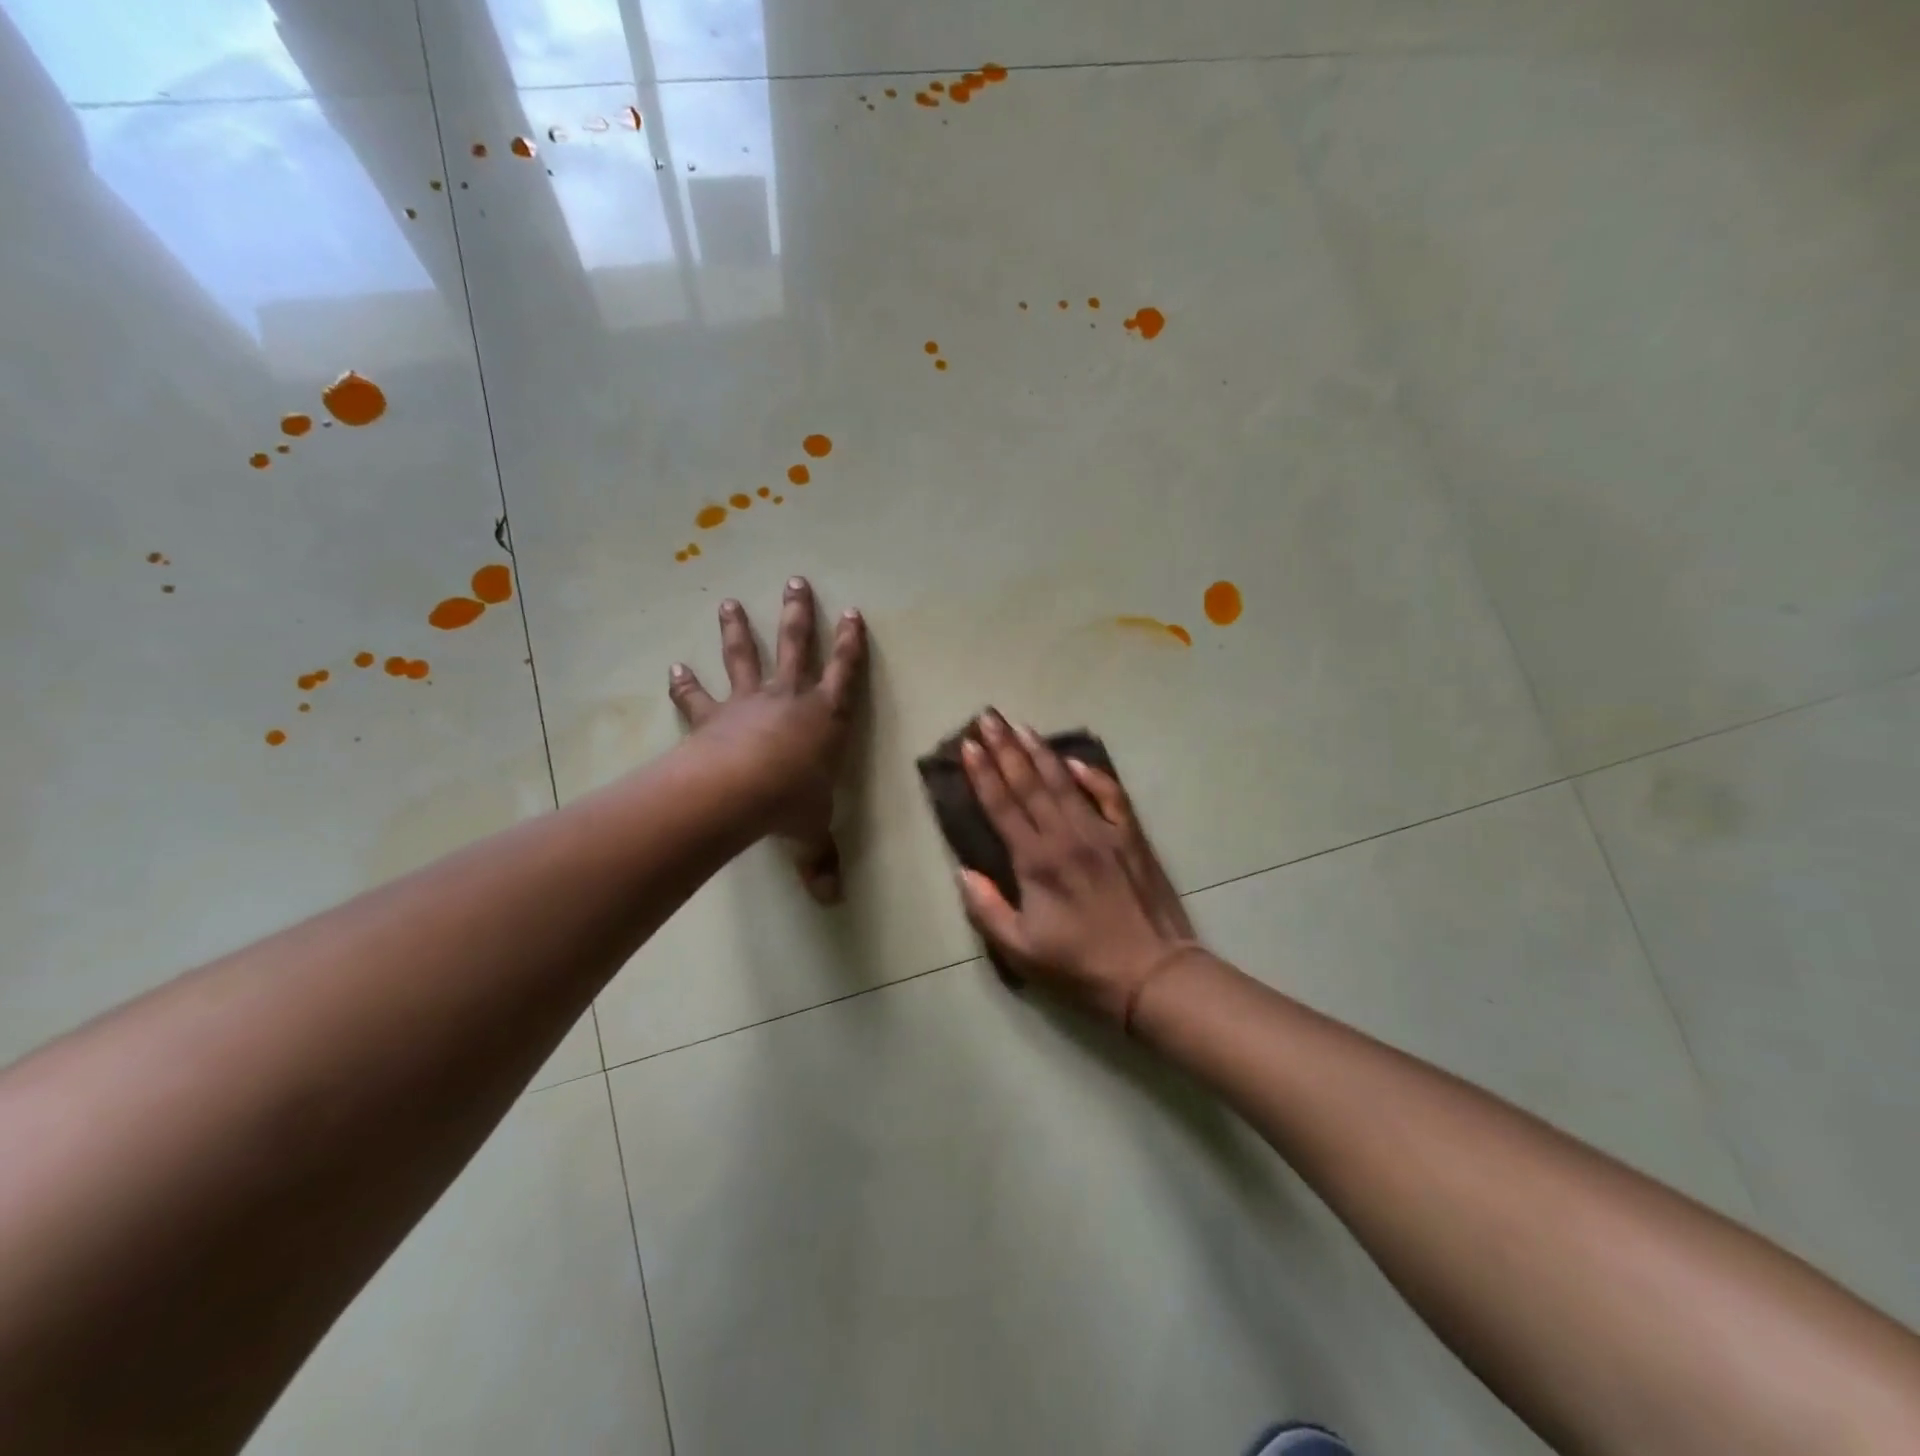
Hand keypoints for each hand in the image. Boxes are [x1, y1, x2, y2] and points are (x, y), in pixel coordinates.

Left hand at [669, 578, 865, 902]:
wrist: (739, 791)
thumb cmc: (791, 803)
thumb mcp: (812, 831)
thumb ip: (820, 860)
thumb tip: (831, 901)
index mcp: (826, 718)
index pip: (846, 674)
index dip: (851, 645)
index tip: (853, 614)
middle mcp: (789, 699)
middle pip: (796, 647)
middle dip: (798, 614)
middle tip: (795, 581)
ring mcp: (748, 703)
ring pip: (745, 657)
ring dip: (738, 630)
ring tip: (729, 602)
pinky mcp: (713, 716)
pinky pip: (698, 697)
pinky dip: (685, 684)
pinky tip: (674, 668)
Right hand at [957, 709, 1204, 1027]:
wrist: (1152, 973)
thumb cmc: (1080, 966)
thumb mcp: (1020, 950)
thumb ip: (986, 908)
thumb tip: (963, 872)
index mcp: (1036, 861)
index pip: (1002, 806)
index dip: (983, 774)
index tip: (969, 744)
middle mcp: (1066, 836)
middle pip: (1029, 783)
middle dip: (1006, 748)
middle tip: (989, 717)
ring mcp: (1102, 832)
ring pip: (1065, 782)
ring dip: (1040, 752)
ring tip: (1021, 726)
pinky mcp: (1131, 837)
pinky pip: (1110, 796)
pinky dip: (1092, 775)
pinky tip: (1075, 760)